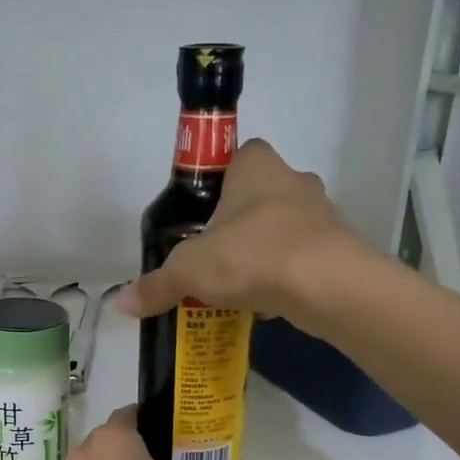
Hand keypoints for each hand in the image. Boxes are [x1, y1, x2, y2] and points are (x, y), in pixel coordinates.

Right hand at [115, 139, 364, 325]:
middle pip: (258, 197)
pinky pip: (301, 259)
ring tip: (236, 288)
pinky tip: (266, 304)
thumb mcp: (189, 270)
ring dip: (261, 254)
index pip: (236, 156)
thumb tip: (122, 304)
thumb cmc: (251, 255)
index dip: (217, 182)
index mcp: (256, 165)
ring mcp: (321, 214)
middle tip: (213, 257)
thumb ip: (157, 285)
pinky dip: (284, 278)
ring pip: (281, 230)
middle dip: (236, 226)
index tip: (201, 216)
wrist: (326, 285)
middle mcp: (293, 180)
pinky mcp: (337, 249)